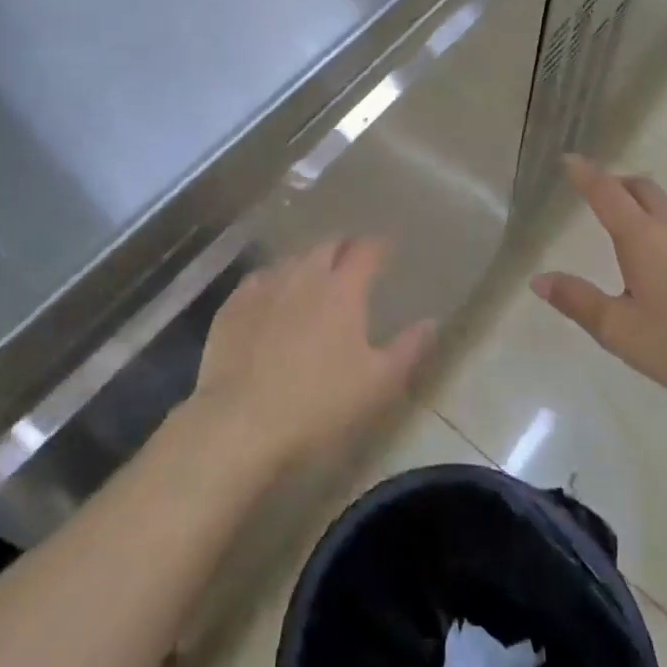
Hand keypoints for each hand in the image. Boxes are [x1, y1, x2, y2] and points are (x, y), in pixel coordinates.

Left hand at [189, 238, 434, 472]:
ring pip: (292, 259)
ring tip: (315, 277)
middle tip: (353, 261)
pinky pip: (260, 279)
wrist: (241, 422)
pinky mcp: (234, 304)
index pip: (366, 250)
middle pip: (328, 245)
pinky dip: (274, 281)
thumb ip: (408, 349)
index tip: (387, 249)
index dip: (379, 246)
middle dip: (344, 248)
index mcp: (343, 288)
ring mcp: (265, 285)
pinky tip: (273, 296)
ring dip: (309, 262)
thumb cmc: (319, 404)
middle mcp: (304, 273)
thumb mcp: (377, 384)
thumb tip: (431, 322)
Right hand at [532, 157, 666, 423]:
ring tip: (647, 234)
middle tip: (604, 196)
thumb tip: (538, 279)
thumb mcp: (620, 332)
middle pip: (643, 188)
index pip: (606, 192)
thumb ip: (577, 301)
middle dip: (619, 185)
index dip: (585, 173)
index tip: (570, 159)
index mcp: (642, 238)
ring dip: (654, 209)